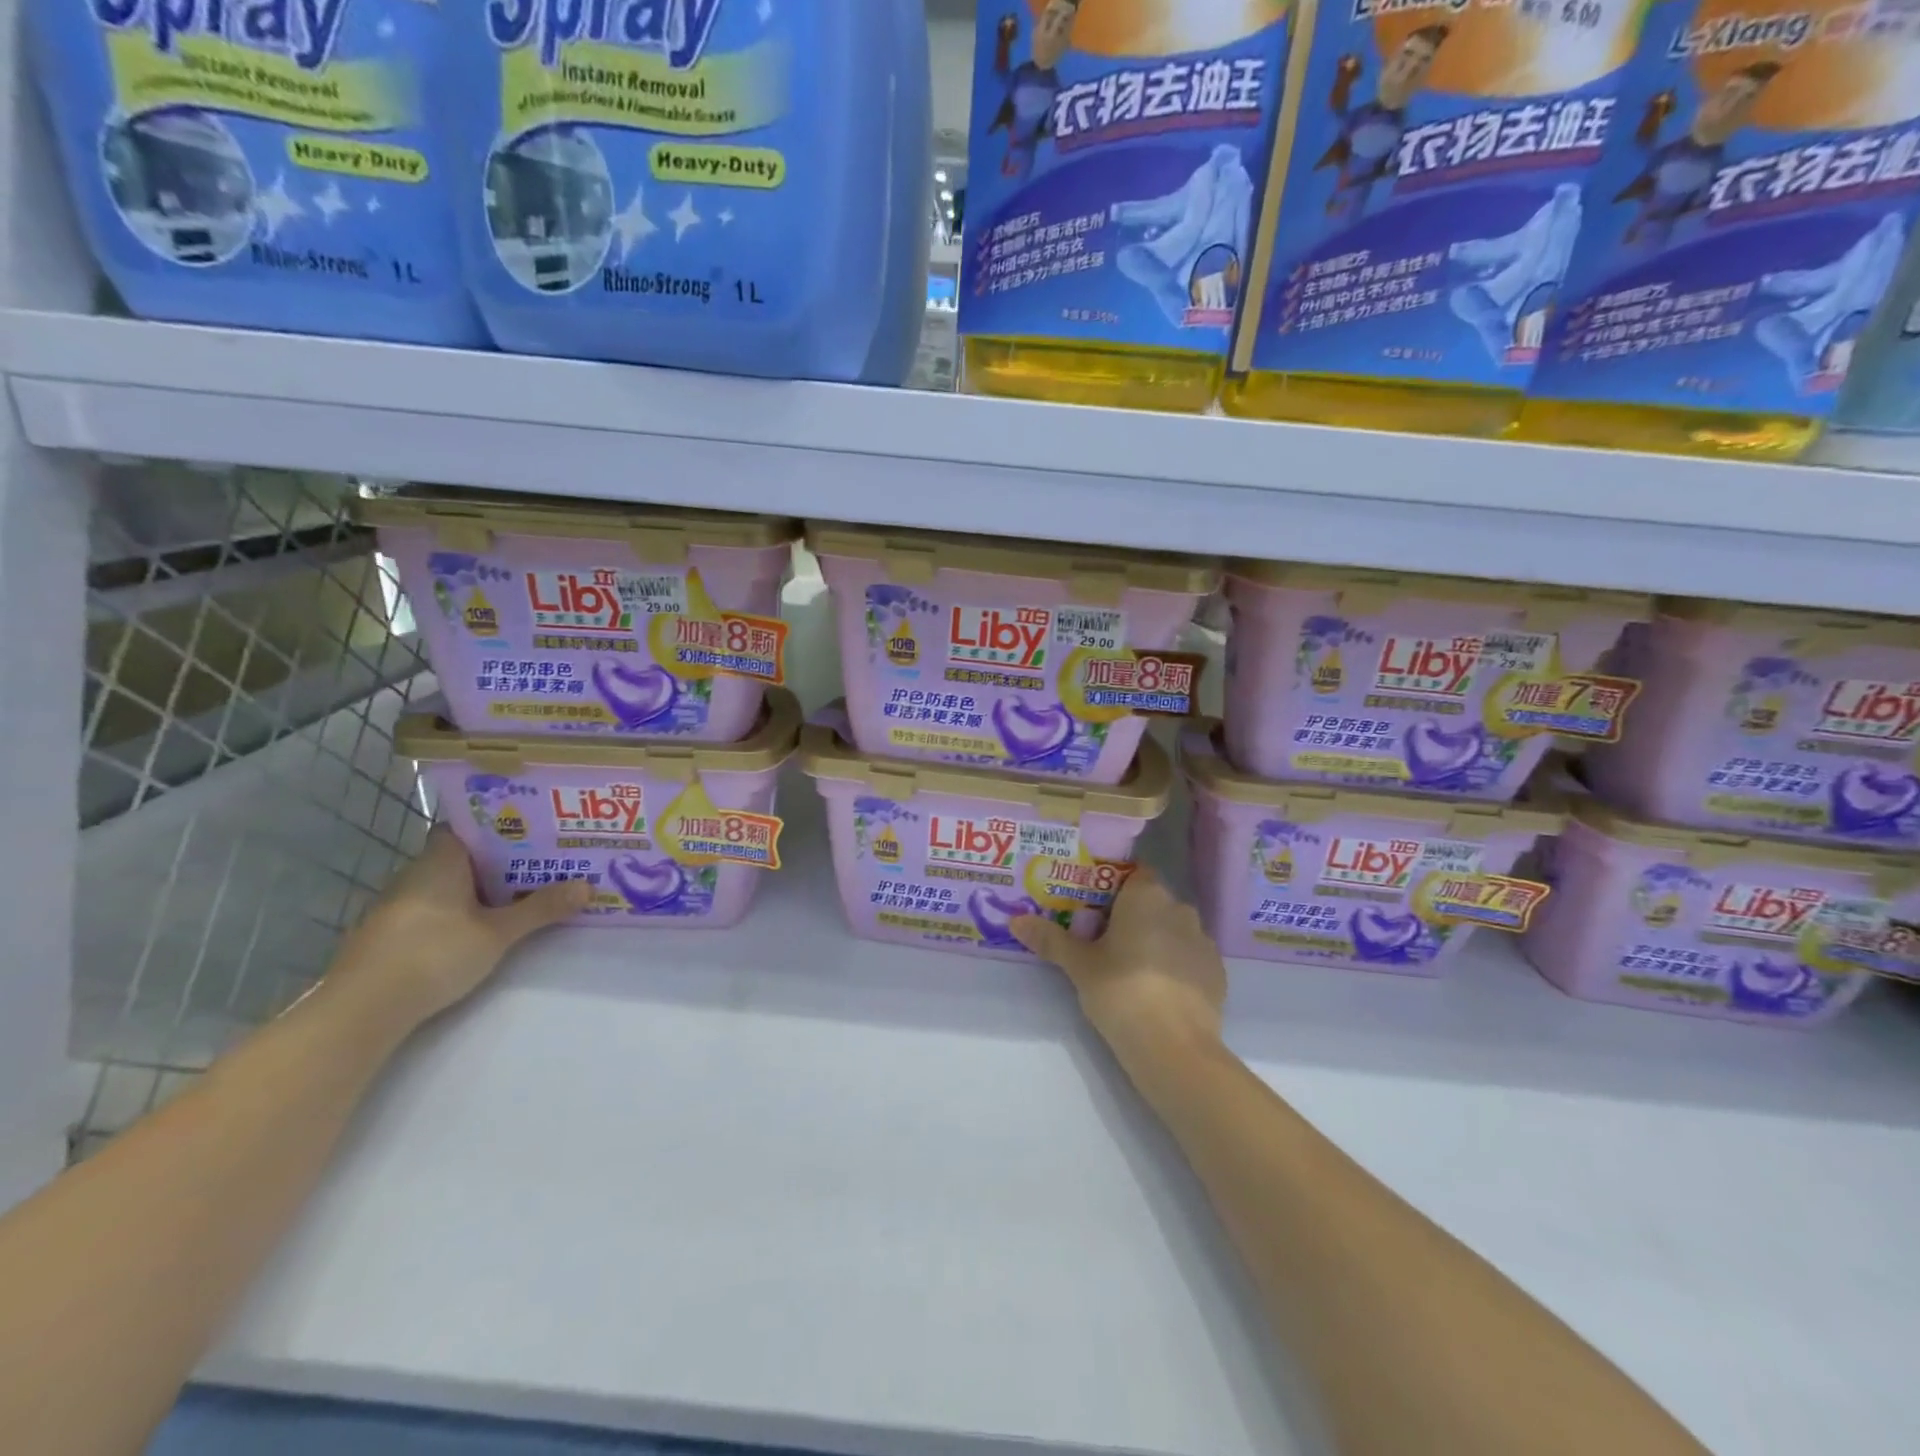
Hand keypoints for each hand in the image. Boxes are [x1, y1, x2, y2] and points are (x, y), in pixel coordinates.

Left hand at [329, 828, 587, 1031]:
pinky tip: (481, 927)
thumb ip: (541, 908)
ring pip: (447, 885)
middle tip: (542, 862)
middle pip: (462, 856)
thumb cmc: (434, 954)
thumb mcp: (498, 933)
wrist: (362, 1009)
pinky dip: (457, 911)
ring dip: (479, 888)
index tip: (533, 829)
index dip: (499, 825)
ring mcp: (397, 906)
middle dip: (499, 860)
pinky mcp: (389, 935)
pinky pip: (432, 909)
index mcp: (440, 861)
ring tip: (521, 893)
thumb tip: (588, 886)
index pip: (467, 827)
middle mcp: (414, 874)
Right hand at [1012, 868, 1226, 1077]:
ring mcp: (1203, 941)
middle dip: (1130, 915)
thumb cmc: (1121, 990)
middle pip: (1151, 901)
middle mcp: (1180, 908)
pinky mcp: (1217, 972)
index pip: (1133, 873)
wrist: (1175, 1047)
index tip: (1092, 907)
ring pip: (1172, 929)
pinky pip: (1188, 957)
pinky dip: (1173, 965)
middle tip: (1101, 940)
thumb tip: (1016, 921)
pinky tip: (1155, 990)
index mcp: (1147, 895)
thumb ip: (1050, 939)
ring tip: (1128, 968)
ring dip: (1154, 940)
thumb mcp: (1079, 965)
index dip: (1113, 886)